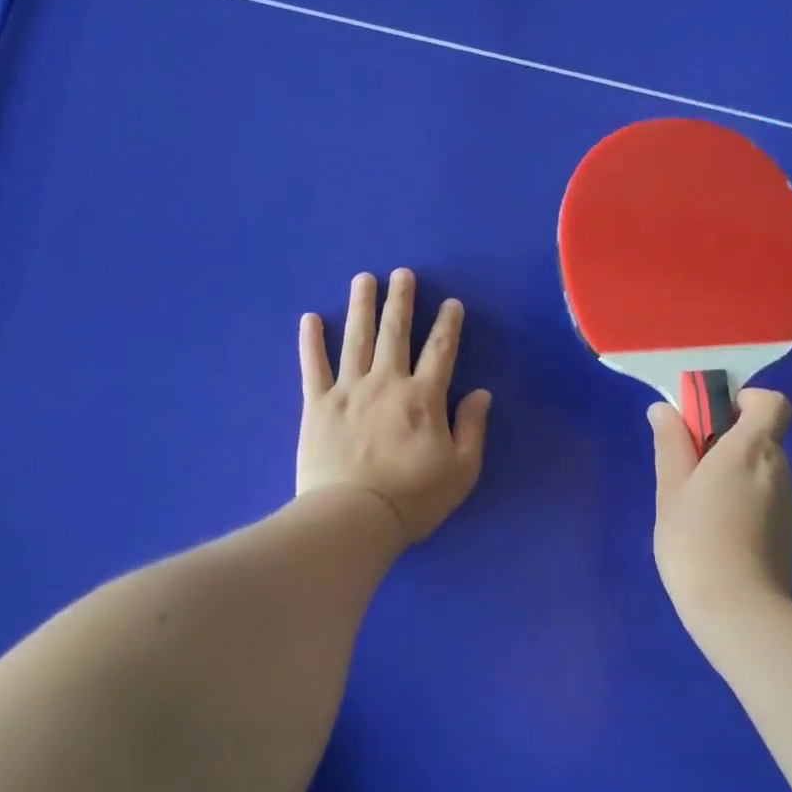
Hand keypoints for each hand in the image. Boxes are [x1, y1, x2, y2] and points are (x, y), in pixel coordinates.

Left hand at [297, 269, 492, 545]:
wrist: (354, 517)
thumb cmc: (414, 498)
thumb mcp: (462, 469)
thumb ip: (472, 427)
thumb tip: (480, 393)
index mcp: (424, 398)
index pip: (441, 351)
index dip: (448, 325)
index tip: (451, 303)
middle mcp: (386, 383)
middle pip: (395, 333)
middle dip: (401, 301)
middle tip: (402, 274)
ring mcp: (348, 390)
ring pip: (356, 338)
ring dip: (361, 306)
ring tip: (364, 279)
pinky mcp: (316, 405)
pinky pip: (313, 366)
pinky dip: (311, 341)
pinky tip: (311, 318)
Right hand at [650, 389, 791, 631]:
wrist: (739, 611)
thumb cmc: (696, 541)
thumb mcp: (671, 489)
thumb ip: (671, 445)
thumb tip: (665, 410)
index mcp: (752, 448)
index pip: (772, 402)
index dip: (744, 401)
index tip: (709, 418)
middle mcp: (779, 467)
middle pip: (761, 435)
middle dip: (726, 440)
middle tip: (686, 466)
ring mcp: (787, 501)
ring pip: (760, 468)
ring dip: (731, 472)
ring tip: (694, 505)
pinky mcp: (787, 529)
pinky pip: (763, 496)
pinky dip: (741, 499)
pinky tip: (714, 530)